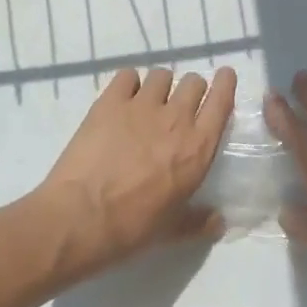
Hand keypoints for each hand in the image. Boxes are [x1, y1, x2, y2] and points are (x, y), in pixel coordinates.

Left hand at [34, 66, 235, 275]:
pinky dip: (128, 84)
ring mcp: (142, 105)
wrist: (81, 216)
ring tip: (148, 103)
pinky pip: (127, 76)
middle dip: (190, 90)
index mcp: (198, 149)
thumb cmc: (132, 227)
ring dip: (160, 86)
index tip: (225, 76)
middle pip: (193, 82)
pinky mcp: (110, 101)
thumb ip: (198, 221)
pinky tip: (122, 99)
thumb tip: (219, 221)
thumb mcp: (172, 231)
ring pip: (161, 75)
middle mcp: (176, 119)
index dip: (225, 84)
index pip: (221, 102)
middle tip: (178, 106)